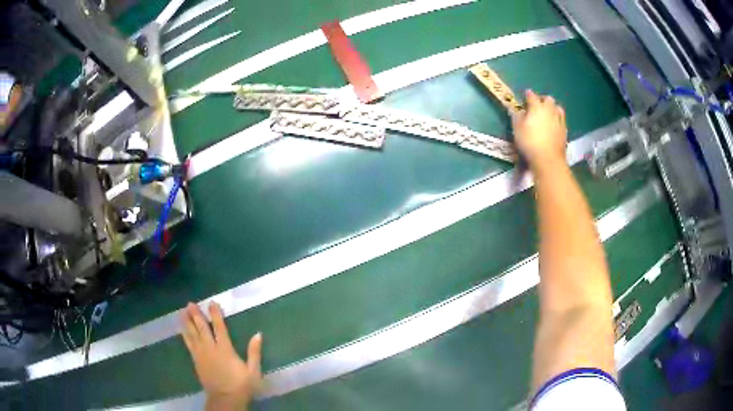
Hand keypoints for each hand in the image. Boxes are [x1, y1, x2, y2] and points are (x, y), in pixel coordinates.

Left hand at [181, 302, 262, 410]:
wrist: (225, 399)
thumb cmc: (241, 385)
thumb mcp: (253, 370)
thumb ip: (254, 352)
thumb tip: (258, 334)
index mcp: (225, 349)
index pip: (219, 327)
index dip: (215, 314)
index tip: (212, 303)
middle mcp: (211, 348)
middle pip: (202, 328)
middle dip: (196, 315)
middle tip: (190, 303)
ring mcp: (201, 354)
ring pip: (192, 334)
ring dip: (187, 322)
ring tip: (183, 311)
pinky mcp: (196, 361)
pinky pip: (189, 344)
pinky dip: (185, 335)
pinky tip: (182, 329)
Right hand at [512, 90, 567, 172]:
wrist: (548, 159)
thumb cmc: (530, 142)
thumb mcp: (517, 129)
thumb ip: (516, 117)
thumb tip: (516, 110)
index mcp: (536, 107)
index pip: (531, 95)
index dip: (527, 95)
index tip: (524, 96)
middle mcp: (549, 109)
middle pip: (547, 99)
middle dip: (542, 99)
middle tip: (537, 105)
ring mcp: (559, 119)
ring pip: (557, 107)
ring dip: (552, 108)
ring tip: (548, 113)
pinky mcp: (564, 130)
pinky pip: (561, 119)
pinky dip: (557, 118)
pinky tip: (554, 123)